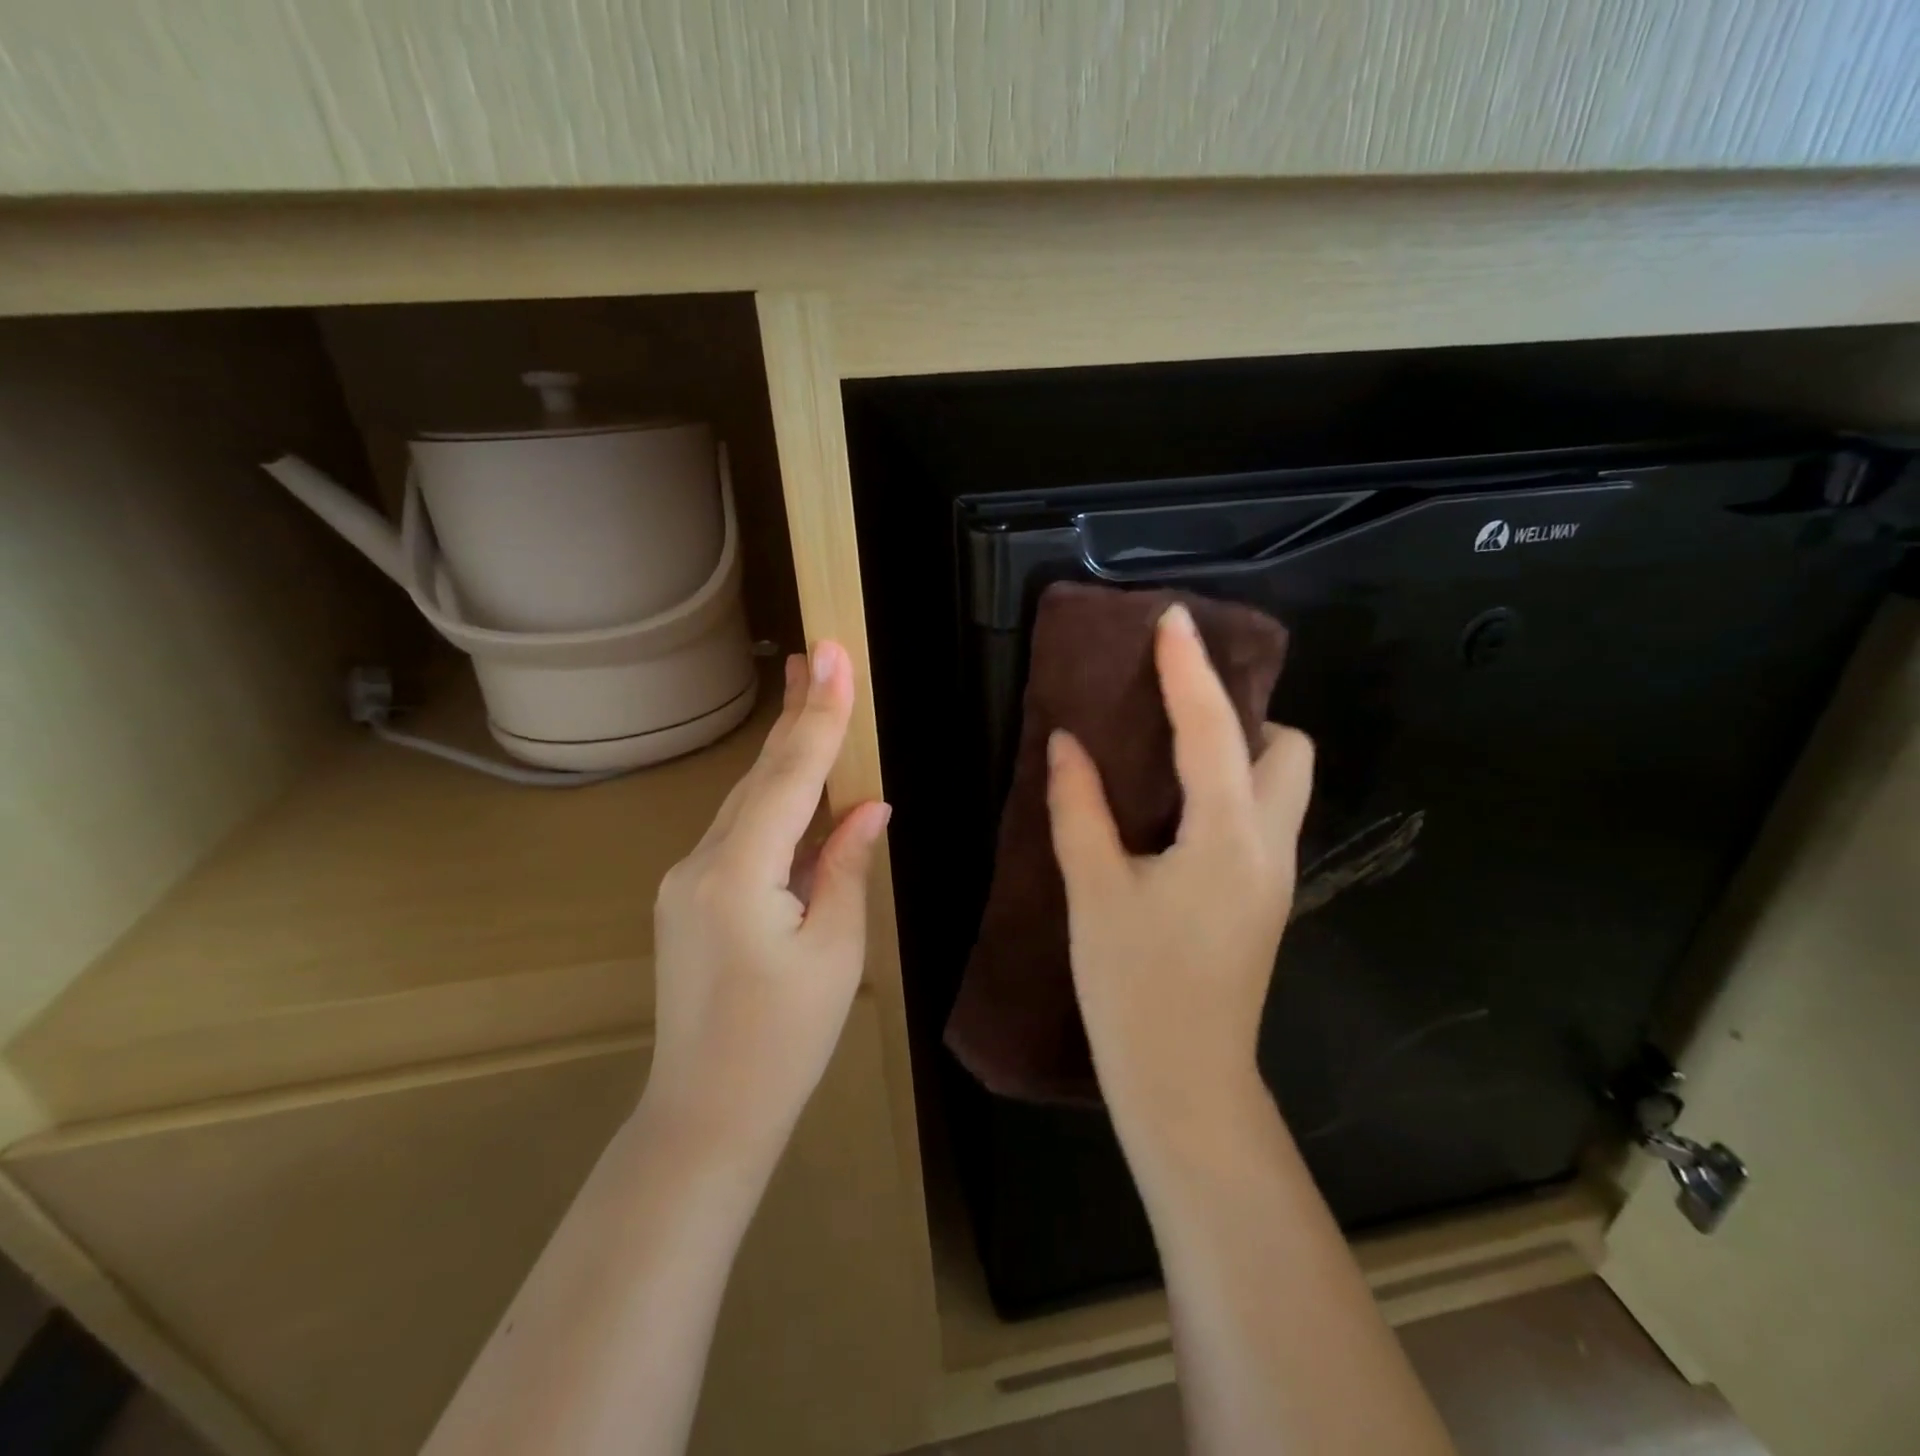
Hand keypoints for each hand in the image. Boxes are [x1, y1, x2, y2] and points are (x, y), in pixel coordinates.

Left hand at [646, 641, 888, 1161]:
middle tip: (816, 654)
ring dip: (782, 753)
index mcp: (740, 874)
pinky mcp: (690, 896)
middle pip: (759, 777)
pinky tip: (796, 783)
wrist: (706, 1113)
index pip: (789, 776)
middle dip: (794, 714)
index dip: (818, 714)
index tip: (834, 655)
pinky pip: (739, 832)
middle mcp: (701, 862)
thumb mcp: (835, 951)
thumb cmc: (784, 1041)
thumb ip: (846, 866)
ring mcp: (687, 878)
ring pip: (746, 801)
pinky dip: (773, 801)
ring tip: (806, 694)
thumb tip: (868, 805)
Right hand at [1046, 602, 1313, 1141]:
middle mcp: (1269, 845)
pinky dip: (1231, 788)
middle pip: (1287, 750)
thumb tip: (1067, 742)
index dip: (1189, 669)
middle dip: (1243, 714)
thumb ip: (1079, 808)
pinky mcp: (1263, 899)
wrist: (1184, 1083)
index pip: (1214, 730)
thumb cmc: (1133, 987)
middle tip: (1177, 708)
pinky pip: (1262, 816)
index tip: (1173, 619)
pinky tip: (1177, 805)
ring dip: (1241, 751)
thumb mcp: (1094, 891)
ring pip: (1282, 785)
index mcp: (1228, 836)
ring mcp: (1275, 875)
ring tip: (1174, 750)